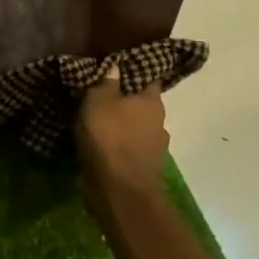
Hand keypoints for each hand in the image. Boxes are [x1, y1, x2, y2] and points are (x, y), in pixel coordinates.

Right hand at [76, 64, 170, 194]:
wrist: (119, 192)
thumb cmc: (109, 138)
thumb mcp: (98, 101)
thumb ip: (106, 83)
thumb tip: (116, 66)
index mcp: (152, 102)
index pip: (147, 79)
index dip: (133, 73)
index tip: (117, 71)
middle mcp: (160, 123)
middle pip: (142, 106)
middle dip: (125, 102)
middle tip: (102, 98)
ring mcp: (155, 149)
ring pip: (137, 130)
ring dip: (122, 128)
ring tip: (99, 124)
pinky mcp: (144, 170)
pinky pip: (130, 150)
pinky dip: (119, 148)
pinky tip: (103, 147)